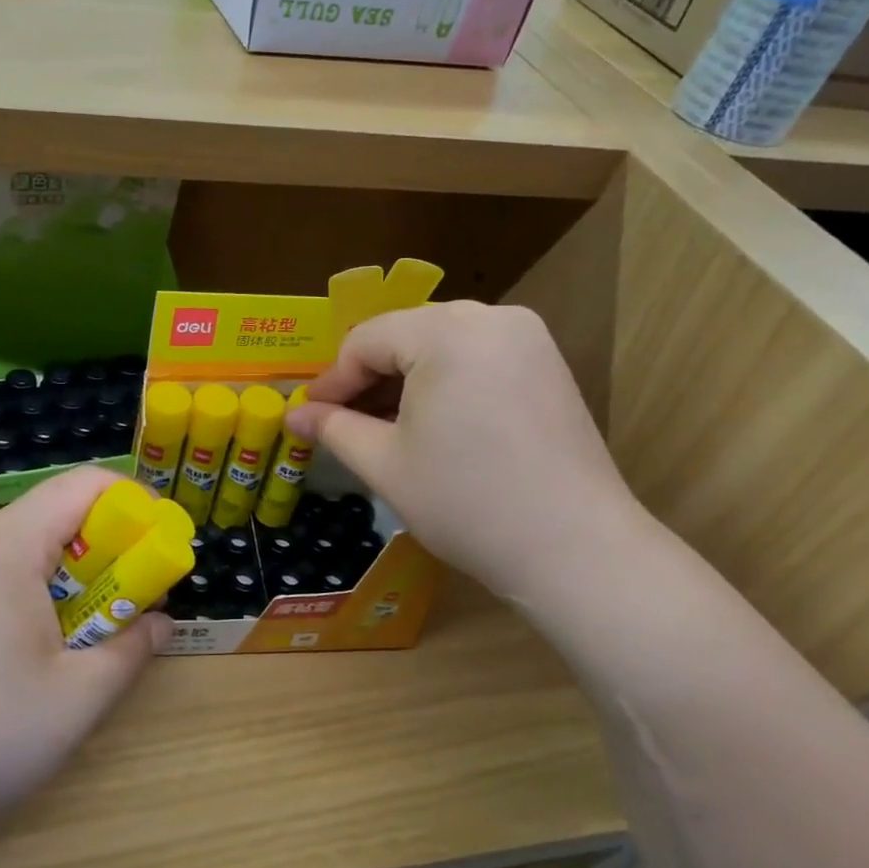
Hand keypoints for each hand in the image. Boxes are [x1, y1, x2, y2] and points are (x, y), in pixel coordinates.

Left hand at [0, 467, 170, 863]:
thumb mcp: (78, 698)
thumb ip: (131, 649)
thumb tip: (158, 623)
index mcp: (7, 545)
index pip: (84, 484)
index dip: (136, 502)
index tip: (165, 545)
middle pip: (58, 511)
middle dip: (112, 544)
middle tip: (139, 595)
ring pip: (32, 545)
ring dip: (78, 573)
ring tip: (98, 627)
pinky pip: (4, 573)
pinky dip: (42, 591)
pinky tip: (47, 647)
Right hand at [285, 302, 643, 607]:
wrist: (575, 550)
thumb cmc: (467, 502)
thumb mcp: (386, 463)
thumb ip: (334, 428)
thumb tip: (293, 415)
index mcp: (447, 331)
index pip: (366, 342)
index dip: (332, 382)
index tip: (309, 418)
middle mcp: (491, 317)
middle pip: (404, 335)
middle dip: (368, 380)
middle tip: (344, 425)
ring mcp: (526, 338)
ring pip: (440, 344)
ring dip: (405, 381)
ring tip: (384, 428)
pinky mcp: (547, 364)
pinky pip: (476, 356)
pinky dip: (444, 382)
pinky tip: (432, 424)